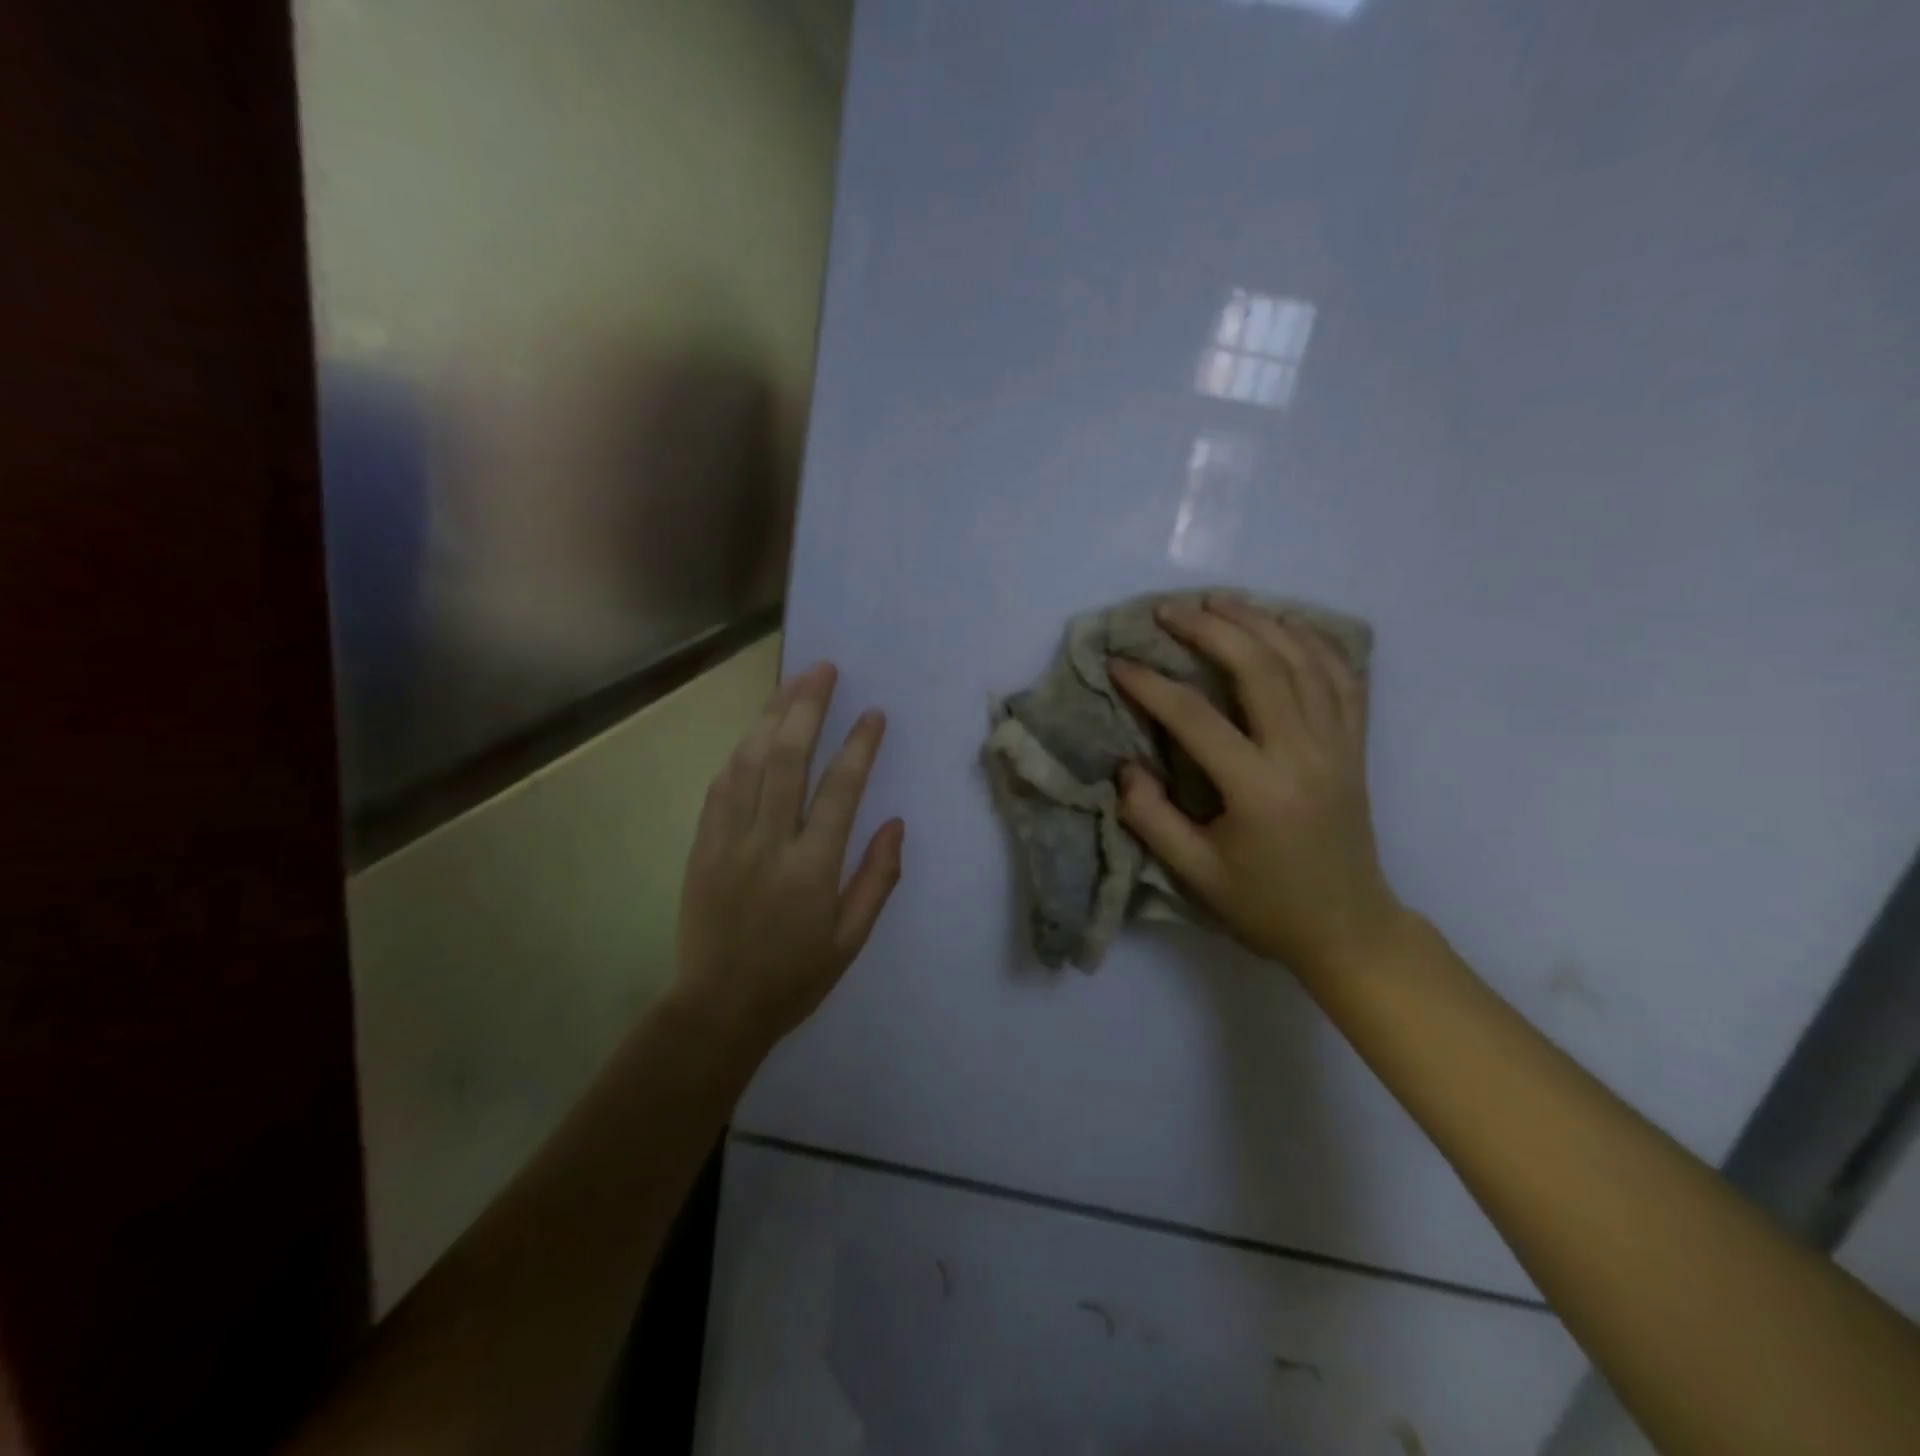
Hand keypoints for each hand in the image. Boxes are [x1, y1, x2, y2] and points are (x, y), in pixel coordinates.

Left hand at [672, 662, 903, 1051]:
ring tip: (791, 682)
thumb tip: (894, 823)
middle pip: (787, 759)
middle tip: (823, 670)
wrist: (717, 1008)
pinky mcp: (702, 845)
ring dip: (771, 717)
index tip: (873, 714)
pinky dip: (740, 753)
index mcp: (811, 869)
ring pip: (749, 763)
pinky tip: (754, 732)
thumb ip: (877, 879)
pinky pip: (720, 787)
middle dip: (806, 708)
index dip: (859, 746)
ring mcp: (728, 840)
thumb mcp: (851, 940)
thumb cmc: (794, 977)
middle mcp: (768, 843)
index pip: (839, 790)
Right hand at [1108, 596, 1402, 978]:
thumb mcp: (1195, 873)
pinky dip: (1315, 642)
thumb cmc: (1265, 905)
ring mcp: (1338, 745)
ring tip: (1220, 600)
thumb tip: (1127, 766)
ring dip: (1260, 622)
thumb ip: (1151, 818)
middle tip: (1169, 610)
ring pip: (1304, 661)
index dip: (1151, 685)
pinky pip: (1343, 678)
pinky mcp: (1355, 746)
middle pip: (1259, 668)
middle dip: (1209, 630)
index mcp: (1258, 789)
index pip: (1196, 718)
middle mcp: (1303, 754)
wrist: (1348, 928)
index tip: (1118, 663)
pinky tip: (1287, 623)